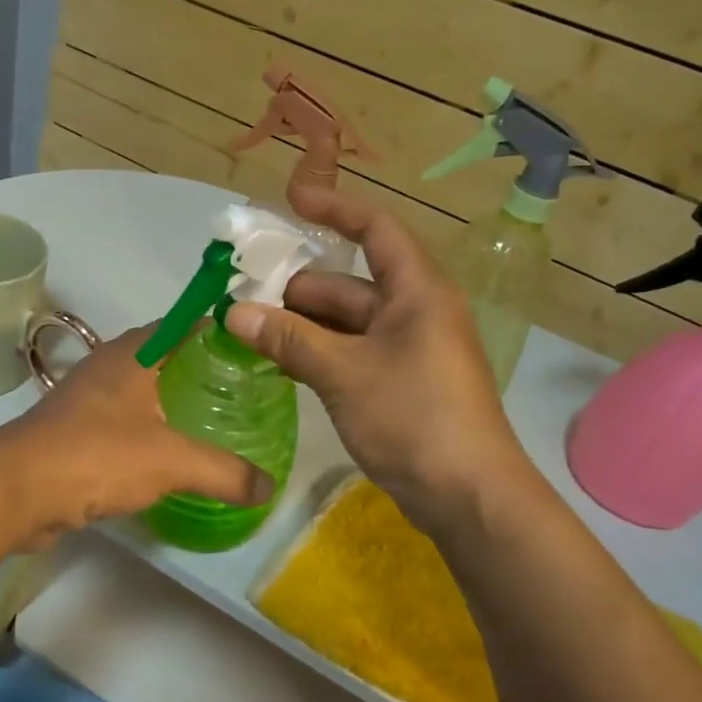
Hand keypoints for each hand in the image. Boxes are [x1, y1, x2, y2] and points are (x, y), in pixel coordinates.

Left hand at [0, 323, 272, 547]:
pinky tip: (171, 455)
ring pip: (143, 389)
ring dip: (173, 400)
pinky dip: (149, 429)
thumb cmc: (98, 455)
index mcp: (135, 353)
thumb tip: (269, 488)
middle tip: (242, 391)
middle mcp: (110, 365)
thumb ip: (225, 472)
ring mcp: (88, 397)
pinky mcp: (75, 429)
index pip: (186, 324)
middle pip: (167, 356)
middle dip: (202, 369)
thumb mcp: (173, 461)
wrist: (18, 489)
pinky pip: (124, 420)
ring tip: (214, 421)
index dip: (221, 331)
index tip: (254, 350)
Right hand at [225, 188, 525, 535]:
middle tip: (242, 297)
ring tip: (250, 333)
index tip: (290, 204)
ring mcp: (409, 349)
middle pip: (349, 283)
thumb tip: (232, 312)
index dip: (334, 211)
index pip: (375, 230)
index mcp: (417, 291)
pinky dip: (319, 354)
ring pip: (347, 322)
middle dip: (298, 288)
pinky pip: (352, 353)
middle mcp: (415, 311)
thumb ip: (289, 339)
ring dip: (302, 326)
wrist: (469, 496)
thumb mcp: (344, 373)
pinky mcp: (401, 383)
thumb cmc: (414, 418)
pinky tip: (280, 364)